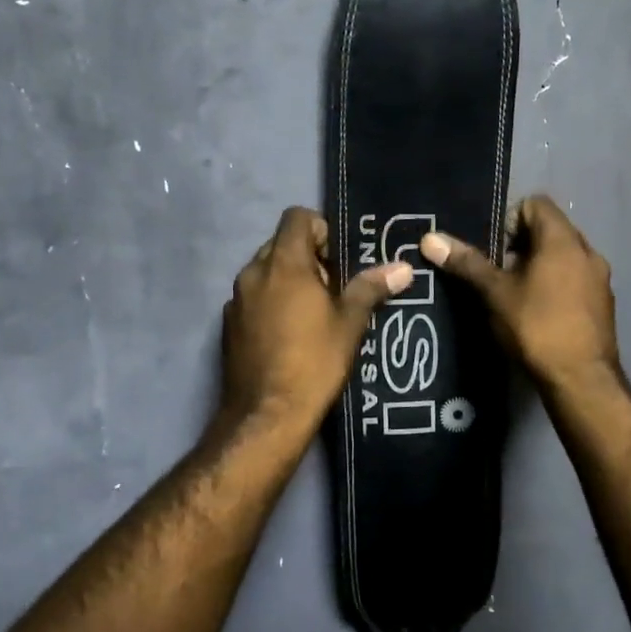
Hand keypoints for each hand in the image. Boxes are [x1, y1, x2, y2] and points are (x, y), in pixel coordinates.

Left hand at [220, 207, 411, 432]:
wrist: (267, 414)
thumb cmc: (315, 362)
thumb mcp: (350, 323)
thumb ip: (371, 288)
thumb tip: (403, 267)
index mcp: (283, 263)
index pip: (297, 217)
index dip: (321, 230)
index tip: (339, 260)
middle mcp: (253, 273)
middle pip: (281, 244)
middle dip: (308, 258)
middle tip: (333, 290)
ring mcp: (236, 300)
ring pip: (266, 272)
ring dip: (289, 281)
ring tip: (314, 314)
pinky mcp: (228, 325)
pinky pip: (253, 298)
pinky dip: (271, 303)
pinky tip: (290, 335)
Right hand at [419, 196, 620, 393]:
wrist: (581, 379)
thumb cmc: (536, 327)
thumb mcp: (495, 293)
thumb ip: (467, 263)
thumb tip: (430, 238)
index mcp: (563, 240)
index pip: (536, 204)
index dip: (509, 219)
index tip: (492, 249)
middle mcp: (587, 252)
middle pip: (550, 230)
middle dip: (520, 245)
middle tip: (497, 273)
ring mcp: (599, 279)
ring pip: (563, 257)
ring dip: (538, 267)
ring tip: (514, 294)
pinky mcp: (603, 304)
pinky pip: (575, 280)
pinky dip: (555, 285)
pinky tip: (537, 313)